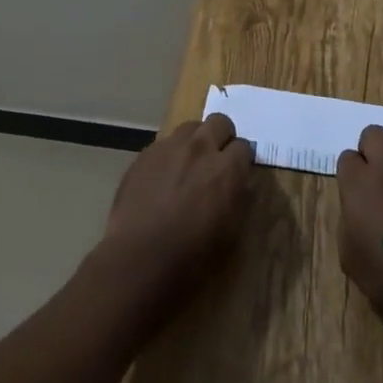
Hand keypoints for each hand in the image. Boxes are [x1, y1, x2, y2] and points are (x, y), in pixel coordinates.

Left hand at [99, 113, 254, 308]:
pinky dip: (169, 156)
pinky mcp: (145, 155)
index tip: (237, 174)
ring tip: (188, 166)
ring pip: (190, 128)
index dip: (241, 161)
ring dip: (195, 142)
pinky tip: (162, 179)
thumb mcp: (231, 233)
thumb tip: (241, 183)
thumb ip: (239, 198)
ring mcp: (170, 147)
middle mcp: (200, 148)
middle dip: (222, 137)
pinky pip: (163, 145)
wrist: (138, 260)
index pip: (244, 147)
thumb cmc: (191, 257)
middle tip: (216, 160)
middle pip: (219, 122)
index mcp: (227, 168)